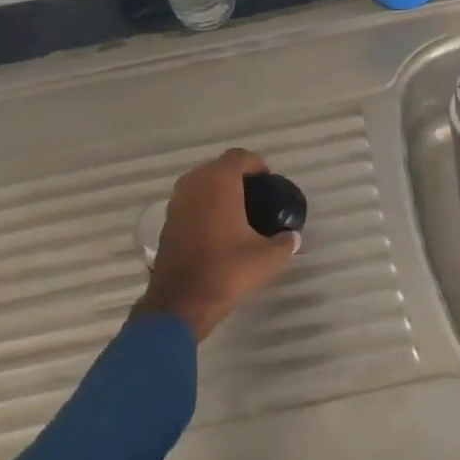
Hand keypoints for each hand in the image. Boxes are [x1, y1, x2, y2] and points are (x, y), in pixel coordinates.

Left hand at [134, 148, 299, 340]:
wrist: (180, 302)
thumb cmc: (226, 270)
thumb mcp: (267, 258)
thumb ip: (285, 242)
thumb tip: (292, 237)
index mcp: (219, 181)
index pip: (240, 157)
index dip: (257, 165)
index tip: (270, 183)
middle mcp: (194, 183)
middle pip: (219, 167)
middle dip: (238, 177)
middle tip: (257, 196)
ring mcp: (176, 201)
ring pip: (202, 183)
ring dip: (219, 191)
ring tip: (238, 212)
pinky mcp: (167, 221)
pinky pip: (191, 201)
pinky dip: (204, 206)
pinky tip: (218, 228)